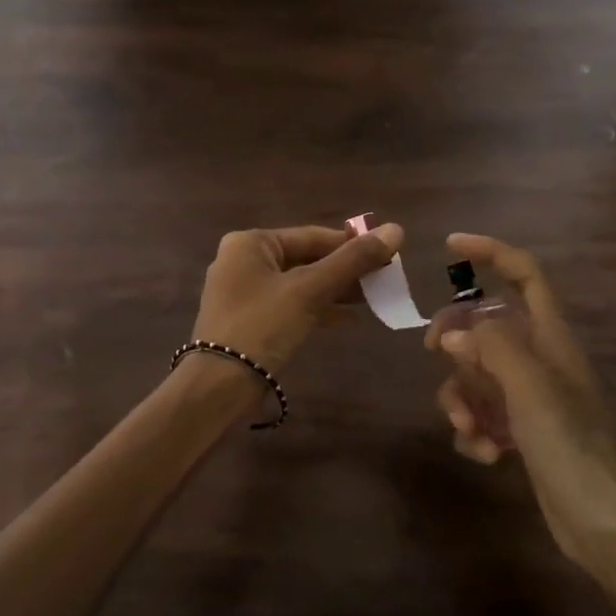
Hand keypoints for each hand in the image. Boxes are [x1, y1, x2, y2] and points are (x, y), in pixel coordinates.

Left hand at [191, 223, 404, 373]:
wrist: (219, 386)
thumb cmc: (262, 326)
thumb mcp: (310, 290)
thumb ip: (353, 261)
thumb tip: (396, 230)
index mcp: (250, 243)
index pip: (312, 236)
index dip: (352, 245)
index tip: (389, 256)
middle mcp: (242, 261)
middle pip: (306, 259)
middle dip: (345, 271)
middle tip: (385, 281)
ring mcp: (243, 293)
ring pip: (299, 284)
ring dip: (335, 291)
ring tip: (374, 299)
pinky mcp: (249, 321)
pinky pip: (290, 306)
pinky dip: (317, 310)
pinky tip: (348, 321)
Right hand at [425, 233, 615, 615]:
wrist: (599, 520)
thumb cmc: (570, 445)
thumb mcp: (530, 388)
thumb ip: (492, 347)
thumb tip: (456, 332)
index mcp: (550, 338)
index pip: (525, 275)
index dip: (491, 253)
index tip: (450, 246)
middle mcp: (538, 360)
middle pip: (484, 327)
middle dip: (457, 342)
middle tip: (435, 354)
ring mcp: (528, 397)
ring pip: (474, 375)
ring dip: (461, 398)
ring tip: (472, 430)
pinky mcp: (519, 431)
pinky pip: (479, 414)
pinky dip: (473, 431)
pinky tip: (487, 455)